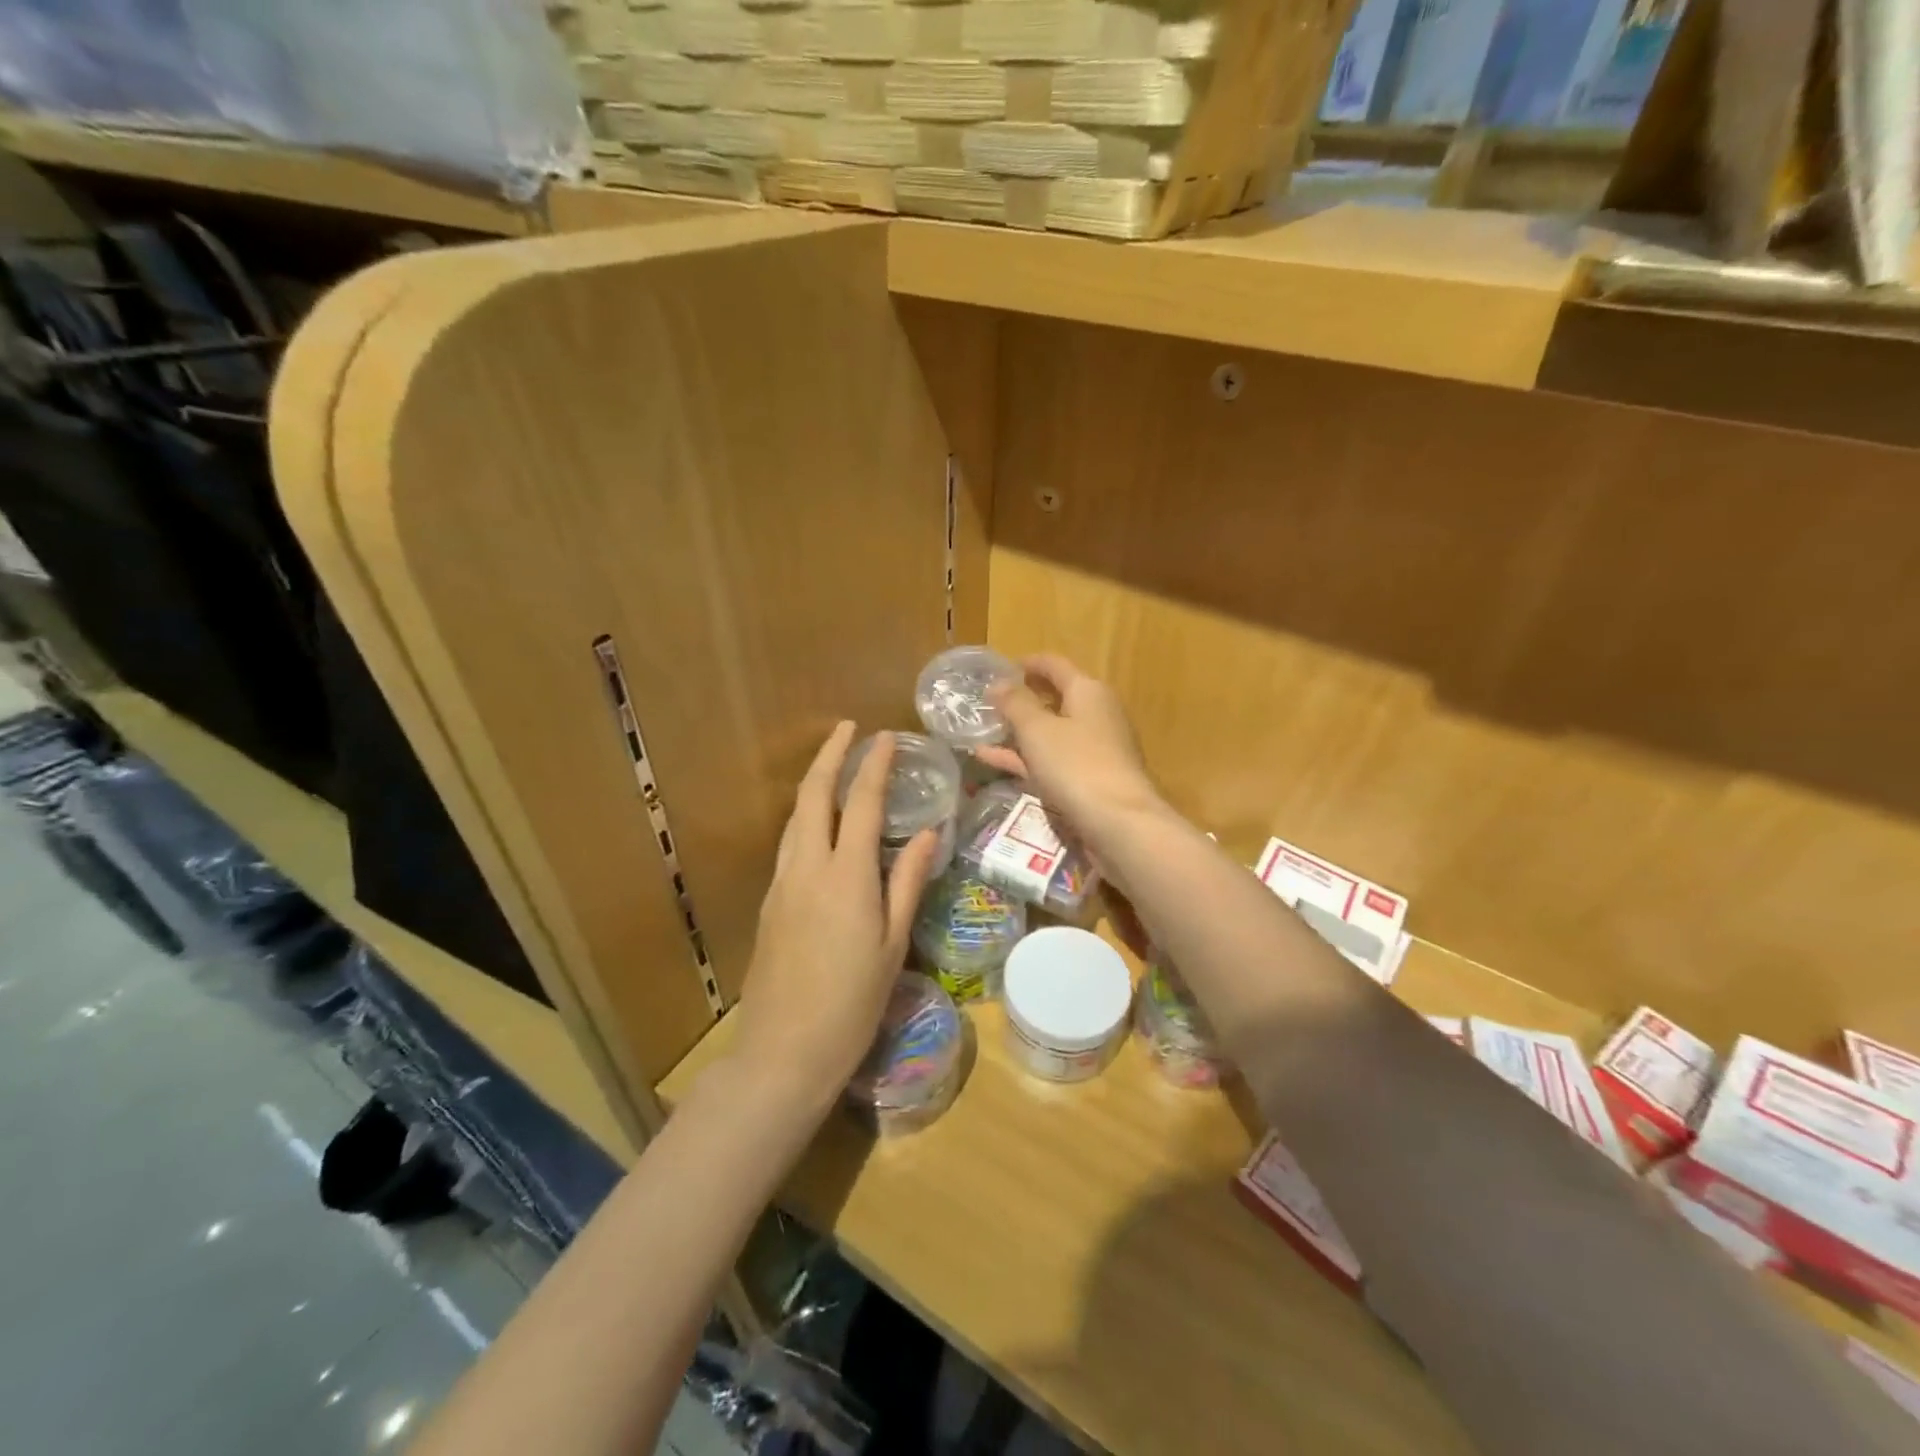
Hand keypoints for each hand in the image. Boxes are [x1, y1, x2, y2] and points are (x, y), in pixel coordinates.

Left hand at [729, 724, 939, 1110]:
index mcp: (846, 875)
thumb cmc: (852, 1002)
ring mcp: (782, 883)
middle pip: (814, 795)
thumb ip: (908, 882)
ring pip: (795, 817)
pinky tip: (820, 824)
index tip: (885, 736)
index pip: (861, 803)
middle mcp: (808, 867)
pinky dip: (806, 817)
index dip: (873, 765)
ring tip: (834, 767)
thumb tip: (928, 833)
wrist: (784, 1050)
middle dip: (829, 755)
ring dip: (814, 784)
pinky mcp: (770, 902)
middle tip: (847, 729)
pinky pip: (789, 843)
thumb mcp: (893, 943)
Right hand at [975, 655, 1164, 848]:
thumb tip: (999, 683)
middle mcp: (1096, 715)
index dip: (1028, 663)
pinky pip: (1052, 761)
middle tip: (986, 703)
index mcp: (1088, 692)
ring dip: (1019, 732)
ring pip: (1051, 733)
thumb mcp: (1037, 730)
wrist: (1119, 824)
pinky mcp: (1090, 780)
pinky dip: (1025, 758)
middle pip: (1055, 699)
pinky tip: (993, 761)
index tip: (999, 668)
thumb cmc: (1076, 765)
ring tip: (982, 732)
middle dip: (1021, 701)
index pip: (1055, 665)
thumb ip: (1015, 704)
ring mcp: (1095, 750)